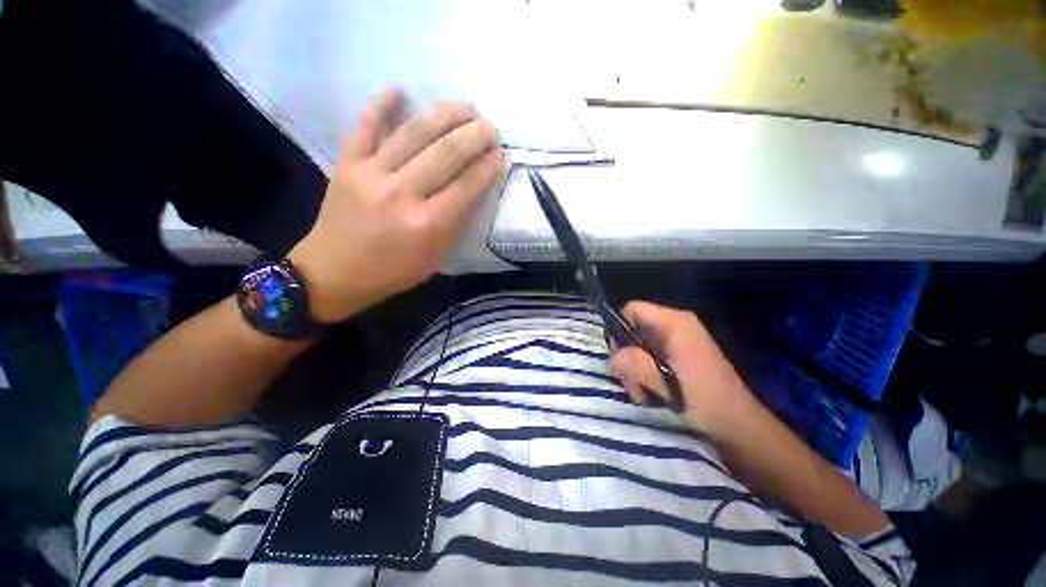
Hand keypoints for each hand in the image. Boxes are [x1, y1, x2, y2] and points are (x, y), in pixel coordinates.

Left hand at [290, 89, 504, 321]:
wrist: (334, 273)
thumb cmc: (392, 272)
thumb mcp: (434, 258)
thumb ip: (454, 225)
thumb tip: (472, 192)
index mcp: (426, 224)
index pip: (466, 186)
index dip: (487, 167)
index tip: (500, 153)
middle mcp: (401, 194)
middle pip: (445, 154)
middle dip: (474, 136)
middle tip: (490, 127)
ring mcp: (370, 174)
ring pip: (413, 133)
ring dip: (444, 115)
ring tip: (465, 107)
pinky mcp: (347, 164)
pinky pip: (365, 126)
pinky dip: (381, 104)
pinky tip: (400, 90)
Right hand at [610, 301, 756, 437]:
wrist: (739, 427)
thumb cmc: (706, 402)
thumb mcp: (665, 384)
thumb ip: (635, 365)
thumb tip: (614, 355)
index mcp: (675, 324)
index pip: (632, 309)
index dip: (618, 329)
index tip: (618, 357)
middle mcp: (674, 326)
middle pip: (632, 329)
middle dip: (626, 357)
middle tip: (633, 384)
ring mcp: (676, 341)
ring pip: (637, 346)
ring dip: (634, 371)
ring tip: (643, 394)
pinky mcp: (676, 356)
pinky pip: (647, 357)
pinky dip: (643, 374)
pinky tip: (651, 393)